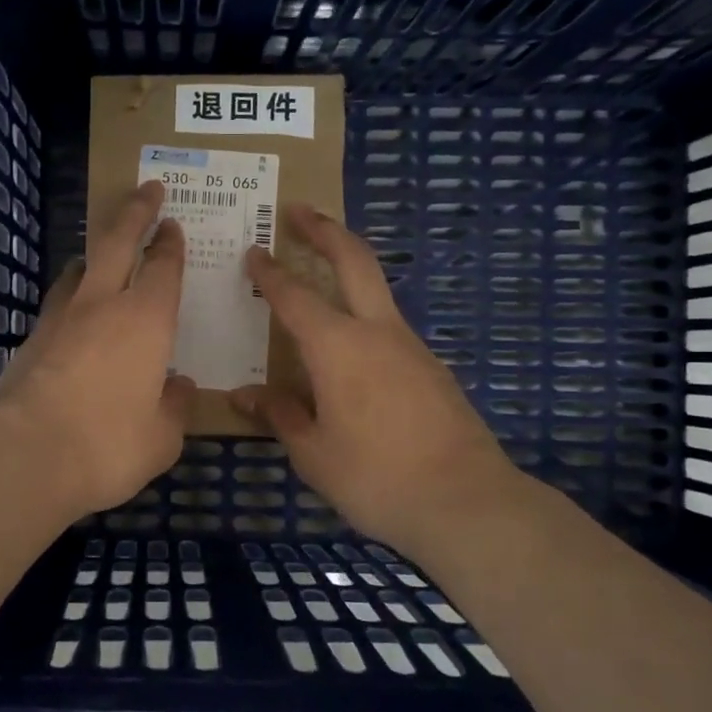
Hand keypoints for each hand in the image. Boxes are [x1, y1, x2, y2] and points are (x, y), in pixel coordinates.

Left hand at [0, 180, 195, 520]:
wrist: (24, 458)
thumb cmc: (108, 446)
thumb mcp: (161, 438)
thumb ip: (174, 406)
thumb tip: (178, 385)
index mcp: (146, 321)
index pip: (163, 268)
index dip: (170, 244)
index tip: (172, 224)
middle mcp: (101, 306)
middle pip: (118, 242)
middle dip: (135, 211)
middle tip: (147, 189)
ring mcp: (58, 319)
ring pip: (80, 268)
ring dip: (96, 253)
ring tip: (103, 252)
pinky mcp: (29, 340)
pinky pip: (57, 303)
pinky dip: (72, 296)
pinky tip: (73, 314)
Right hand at [229, 204, 532, 558]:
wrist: (467, 502)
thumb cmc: (376, 478)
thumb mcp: (314, 454)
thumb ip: (280, 415)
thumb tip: (245, 395)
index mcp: (338, 347)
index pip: (294, 296)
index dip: (270, 272)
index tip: (253, 251)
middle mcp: (377, 332)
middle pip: (353, 260)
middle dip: (324, 229)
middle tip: (299, 209)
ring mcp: (411, 346)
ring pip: (376, 290)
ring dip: (347, 268)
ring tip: (317, 274)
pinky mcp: (431, 368)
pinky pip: (388, 326)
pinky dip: (362, 314)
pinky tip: (349, 346)